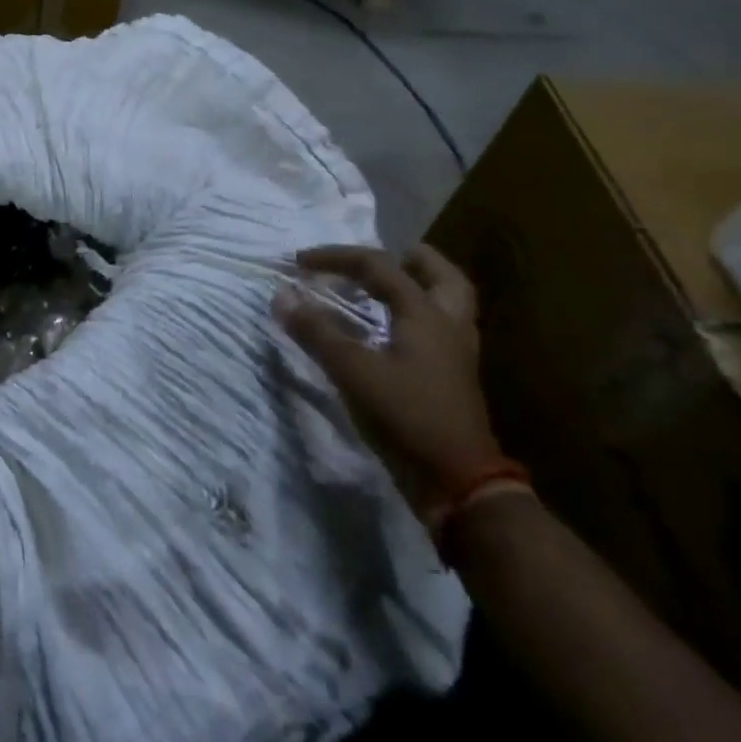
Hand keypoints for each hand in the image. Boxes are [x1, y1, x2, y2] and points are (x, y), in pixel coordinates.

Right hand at [274, 244, 501, 523]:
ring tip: (381, 287)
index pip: (378, 266)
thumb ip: (316, 330)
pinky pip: (437, 327)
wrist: (459, 484)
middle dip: (406, 258)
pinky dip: (413, 315)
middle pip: (440, 274)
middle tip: (371, 260)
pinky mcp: (452, 377)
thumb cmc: (406, 417)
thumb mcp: (353, 371)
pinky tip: (388, 328)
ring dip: (415, 285)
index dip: (335, 257)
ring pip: (446, 301)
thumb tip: (281, 295)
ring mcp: (456, 352)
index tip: (299, 262)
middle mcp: (448, 324)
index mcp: (425, 313)